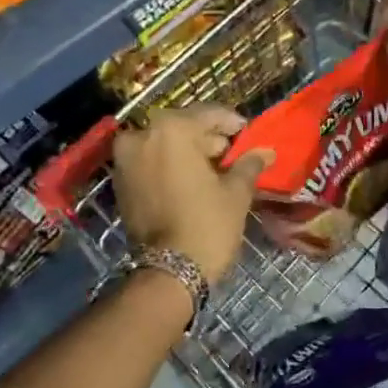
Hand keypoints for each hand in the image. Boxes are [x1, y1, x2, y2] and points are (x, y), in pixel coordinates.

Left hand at [112, 105, 272, 283]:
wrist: (169, 272)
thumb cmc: (208, 225)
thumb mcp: (236, 192)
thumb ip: (248, 165)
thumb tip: (266, 152)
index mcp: (172, 130)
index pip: (208, 114)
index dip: (231, 122)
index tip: (246, 132)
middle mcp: (142, 136)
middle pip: (182, 127)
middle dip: (206, 138)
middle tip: (231, 154)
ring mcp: (126, 160)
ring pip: (163, 144)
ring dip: (186, 152)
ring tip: (213, 170)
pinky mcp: (120, 183)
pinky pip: (149, 163)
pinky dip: (168, 166)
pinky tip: (190, 181)